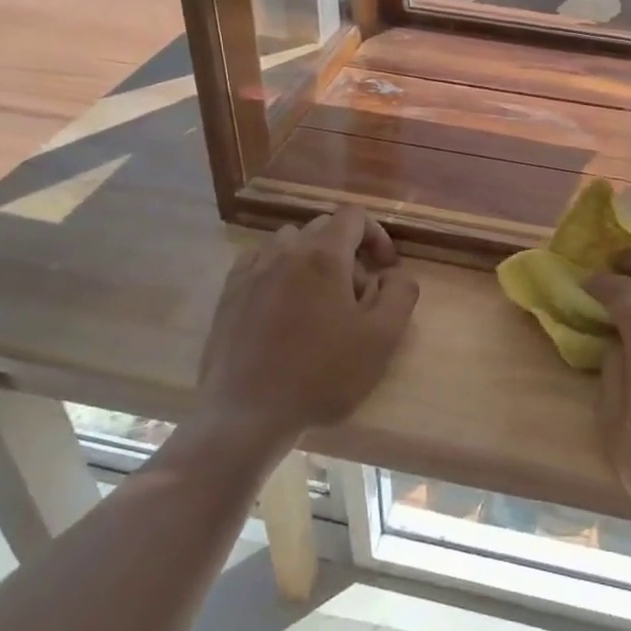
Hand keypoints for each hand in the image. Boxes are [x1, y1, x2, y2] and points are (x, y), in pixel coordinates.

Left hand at [195, 207, 418, 451]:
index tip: (385, 269)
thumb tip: (395, 274)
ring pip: (288, 242)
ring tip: (319, 299)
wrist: (248, 414)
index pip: (354, 216)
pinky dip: (278, 271)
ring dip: (311, 259)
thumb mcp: (382, 338)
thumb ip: (400, 294)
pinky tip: (283, 306)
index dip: (376, 234)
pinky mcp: (229, 295)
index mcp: (324, 256)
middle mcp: (285, 252)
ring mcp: (252, 272)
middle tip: (357, 294)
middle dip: (347, 250)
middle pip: (322, 227)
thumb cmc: (322, 375)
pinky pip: (258, 263)